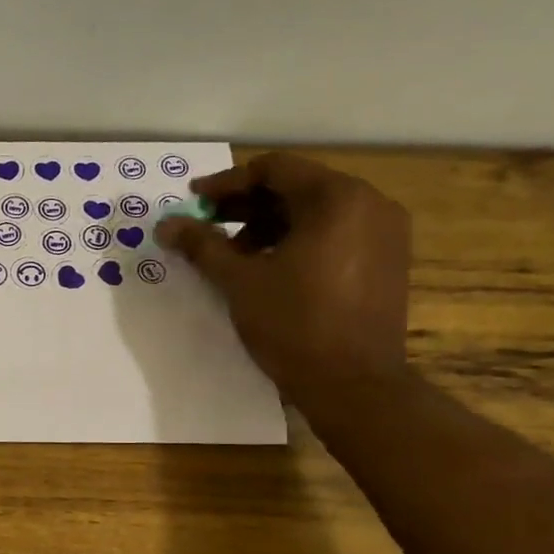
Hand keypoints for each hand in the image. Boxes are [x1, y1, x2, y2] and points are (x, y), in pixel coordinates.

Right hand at [156, 153, 411, 413]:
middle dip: (247, 204)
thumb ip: (202, 245)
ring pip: (316, 211)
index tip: (194, 200)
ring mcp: (385, 232)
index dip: (227, 183)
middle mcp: (370, 203)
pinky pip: (336, 233)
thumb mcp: (239, 281)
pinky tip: (268, 267)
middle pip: (297, 187)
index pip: (274, 169)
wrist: (353, 384)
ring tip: (233, 253)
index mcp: (337, 199)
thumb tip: (166, 224)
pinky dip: (298, 240)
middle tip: (207, 224)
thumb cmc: (294, 325)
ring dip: (270, 224)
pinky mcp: (387, 260)